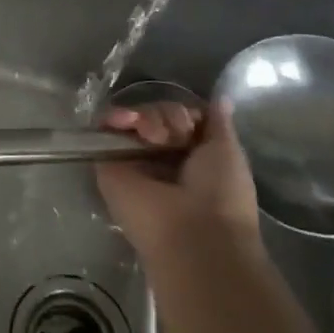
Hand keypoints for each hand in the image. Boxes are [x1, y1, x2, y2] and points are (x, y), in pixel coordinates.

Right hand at [97, 100, 261, 258]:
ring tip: (152, 135)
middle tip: (174, 134)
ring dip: (147, 117)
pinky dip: (114, 116)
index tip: (192, 121)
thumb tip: (221, 97)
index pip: (180, 118)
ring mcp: (133, 160)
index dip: (185, 113)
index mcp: (191, 156)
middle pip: (157, 115)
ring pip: (133, 118)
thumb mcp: (228, 152)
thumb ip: (218, 123)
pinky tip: (125, 120)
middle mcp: (160, 157)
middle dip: (168, 115)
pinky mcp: (108, 164)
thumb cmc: (221, 195)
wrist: (193, 235)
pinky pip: (105, 128)